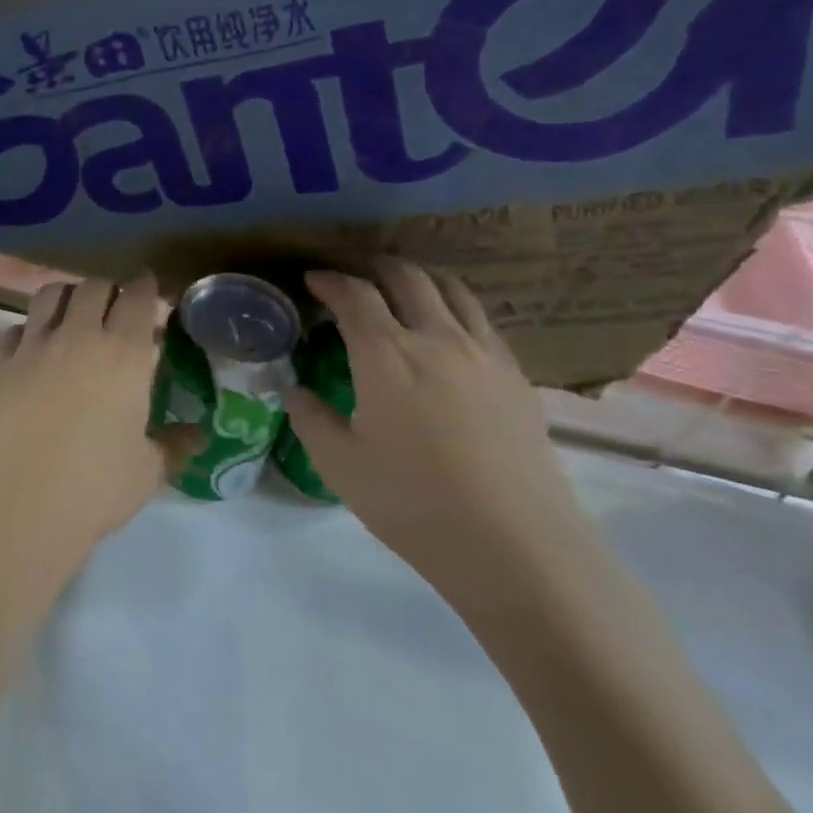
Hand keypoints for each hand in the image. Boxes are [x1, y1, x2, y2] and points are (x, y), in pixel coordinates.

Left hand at [0, 275, 181, 597]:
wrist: (18, 505)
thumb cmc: (94, 488)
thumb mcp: (147, 471)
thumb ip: (174, 445)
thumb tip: (199, 435)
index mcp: (123, 353)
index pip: (138, 297)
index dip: (146, 288)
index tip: (151, 290)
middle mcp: (78, 336)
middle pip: (94, 287)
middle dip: (110, 290)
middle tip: (116, 308)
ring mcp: (33, 345)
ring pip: (51, 294)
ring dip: (69, 297)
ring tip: (75, 316)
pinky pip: (16, 328)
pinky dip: (31, 329)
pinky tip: (35, 349)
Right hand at [286, 260, 598, 612]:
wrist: (514, 545)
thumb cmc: (413, 502)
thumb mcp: (339, 464)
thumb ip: (310, 418)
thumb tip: (296, 390)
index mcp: (386, 355)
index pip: (354, 295)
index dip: (330, 280)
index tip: (312, 279)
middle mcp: (437, 339)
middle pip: (408, 277)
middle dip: (376, 267)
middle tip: (356, 277)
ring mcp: (484, 354)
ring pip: (453, 290)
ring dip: (421, 279)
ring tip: (403, 289)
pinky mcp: (516, 376)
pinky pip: (481, 321)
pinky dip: (454, 309)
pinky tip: (447, 334)